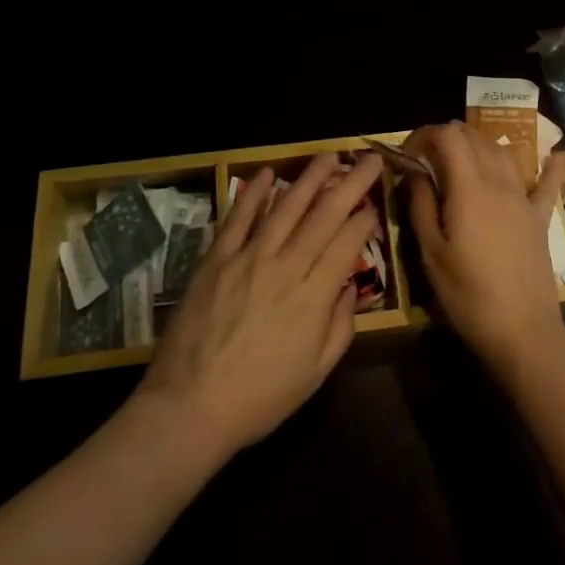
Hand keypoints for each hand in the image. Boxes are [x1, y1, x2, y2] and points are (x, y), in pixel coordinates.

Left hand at [136, 153, 381, 460]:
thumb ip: (339, 327)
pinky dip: (253, 193)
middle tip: (369, 160)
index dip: (365, 220)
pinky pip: (239, 218)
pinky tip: (267, 173)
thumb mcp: (315, 374)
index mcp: (313, 297)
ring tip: (328, 156)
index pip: (347, 243)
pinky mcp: (217, 259)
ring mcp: (249, 258)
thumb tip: (349, 288)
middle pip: (324, 215)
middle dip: (351, 183)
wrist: (189, 408)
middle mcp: (285, 267)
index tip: (375, 206)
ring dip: (309, 178)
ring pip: (285, 207)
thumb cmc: (260, 398)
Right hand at [404, 122, 564, 386]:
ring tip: (460, 159)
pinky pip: (548, 182)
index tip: (408, 153)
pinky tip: (560, 153)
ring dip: (479, 145)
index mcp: (469, 188)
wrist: (523, 331)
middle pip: (474, 137)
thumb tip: (414, 172)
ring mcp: (523, 198)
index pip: (448, 136)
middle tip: (427, 159)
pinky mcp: (540, 217)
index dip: (425, 134)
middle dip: (447, 137)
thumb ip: (421, 205)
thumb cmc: (468, 295)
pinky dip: (550, 165)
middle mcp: (499, 182)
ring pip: (503, 151)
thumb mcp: (431, 253)